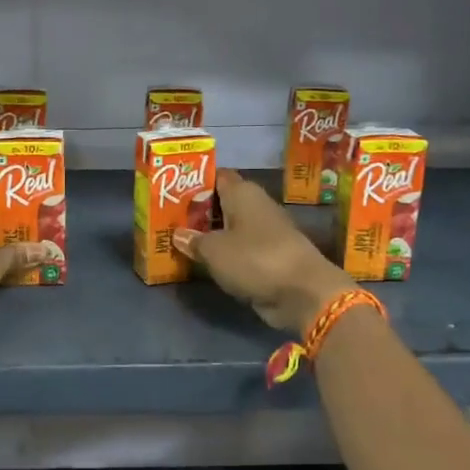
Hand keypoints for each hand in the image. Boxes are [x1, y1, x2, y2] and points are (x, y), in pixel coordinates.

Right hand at [173, 170, 354, 334]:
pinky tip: (203, 262)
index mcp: (243, 193)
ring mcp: (265, 233)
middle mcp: (255, 206)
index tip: (171, 191)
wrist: (301, 292)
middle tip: (169, 220)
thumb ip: (194, 240)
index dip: (195, 182)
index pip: (216, 177)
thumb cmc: (254, 259)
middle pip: (221, 203)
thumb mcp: (214, 250)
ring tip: (180, 242)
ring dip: (209, 235)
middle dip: (198, 211)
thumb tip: (178, 234)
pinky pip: (239, 250)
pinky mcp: (269, 257)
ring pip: (229, 228)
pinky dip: (223, 255)